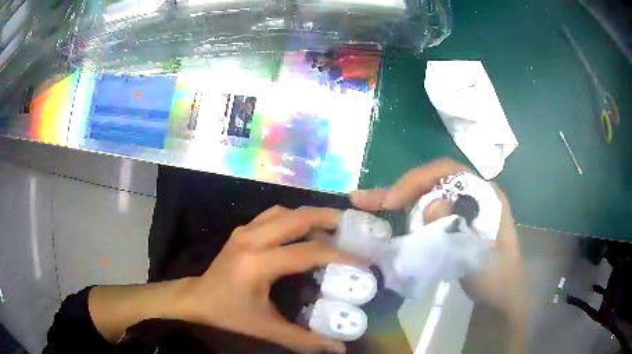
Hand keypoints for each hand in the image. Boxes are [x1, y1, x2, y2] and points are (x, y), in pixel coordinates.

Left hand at [180, 206, 363, 352]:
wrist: (197, 297)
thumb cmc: (229, 314)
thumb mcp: (266, 329)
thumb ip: (303, 340)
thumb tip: (338, 349)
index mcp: (257, 264)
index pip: (307, 253)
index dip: (339, 256)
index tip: (362, 262)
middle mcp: (251, 239)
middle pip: (297, 218)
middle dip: (328, 219)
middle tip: (352, 229)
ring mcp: (245, 230)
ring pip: (285, 211)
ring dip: (310, 216)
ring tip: (332, 227)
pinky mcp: (242, 229)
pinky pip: (273, 215)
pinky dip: (293, 217)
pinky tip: (303, 231)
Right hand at [350, 158, 525, 351]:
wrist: (499, 299)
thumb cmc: (497, 279)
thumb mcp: (482, 259)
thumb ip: (461, 233)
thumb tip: (430, 204)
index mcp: (485, 195)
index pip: (449, 172)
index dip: (419, 179)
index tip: (394, 200)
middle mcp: (471, 197)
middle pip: (433, 181)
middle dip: (401, 188)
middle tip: (368, 201)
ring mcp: (460, 211)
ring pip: (426, 195)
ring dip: (397, 198)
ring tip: (365, 203)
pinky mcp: (451, 226)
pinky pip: (425, 213)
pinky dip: (404, 214)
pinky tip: (384, 217)